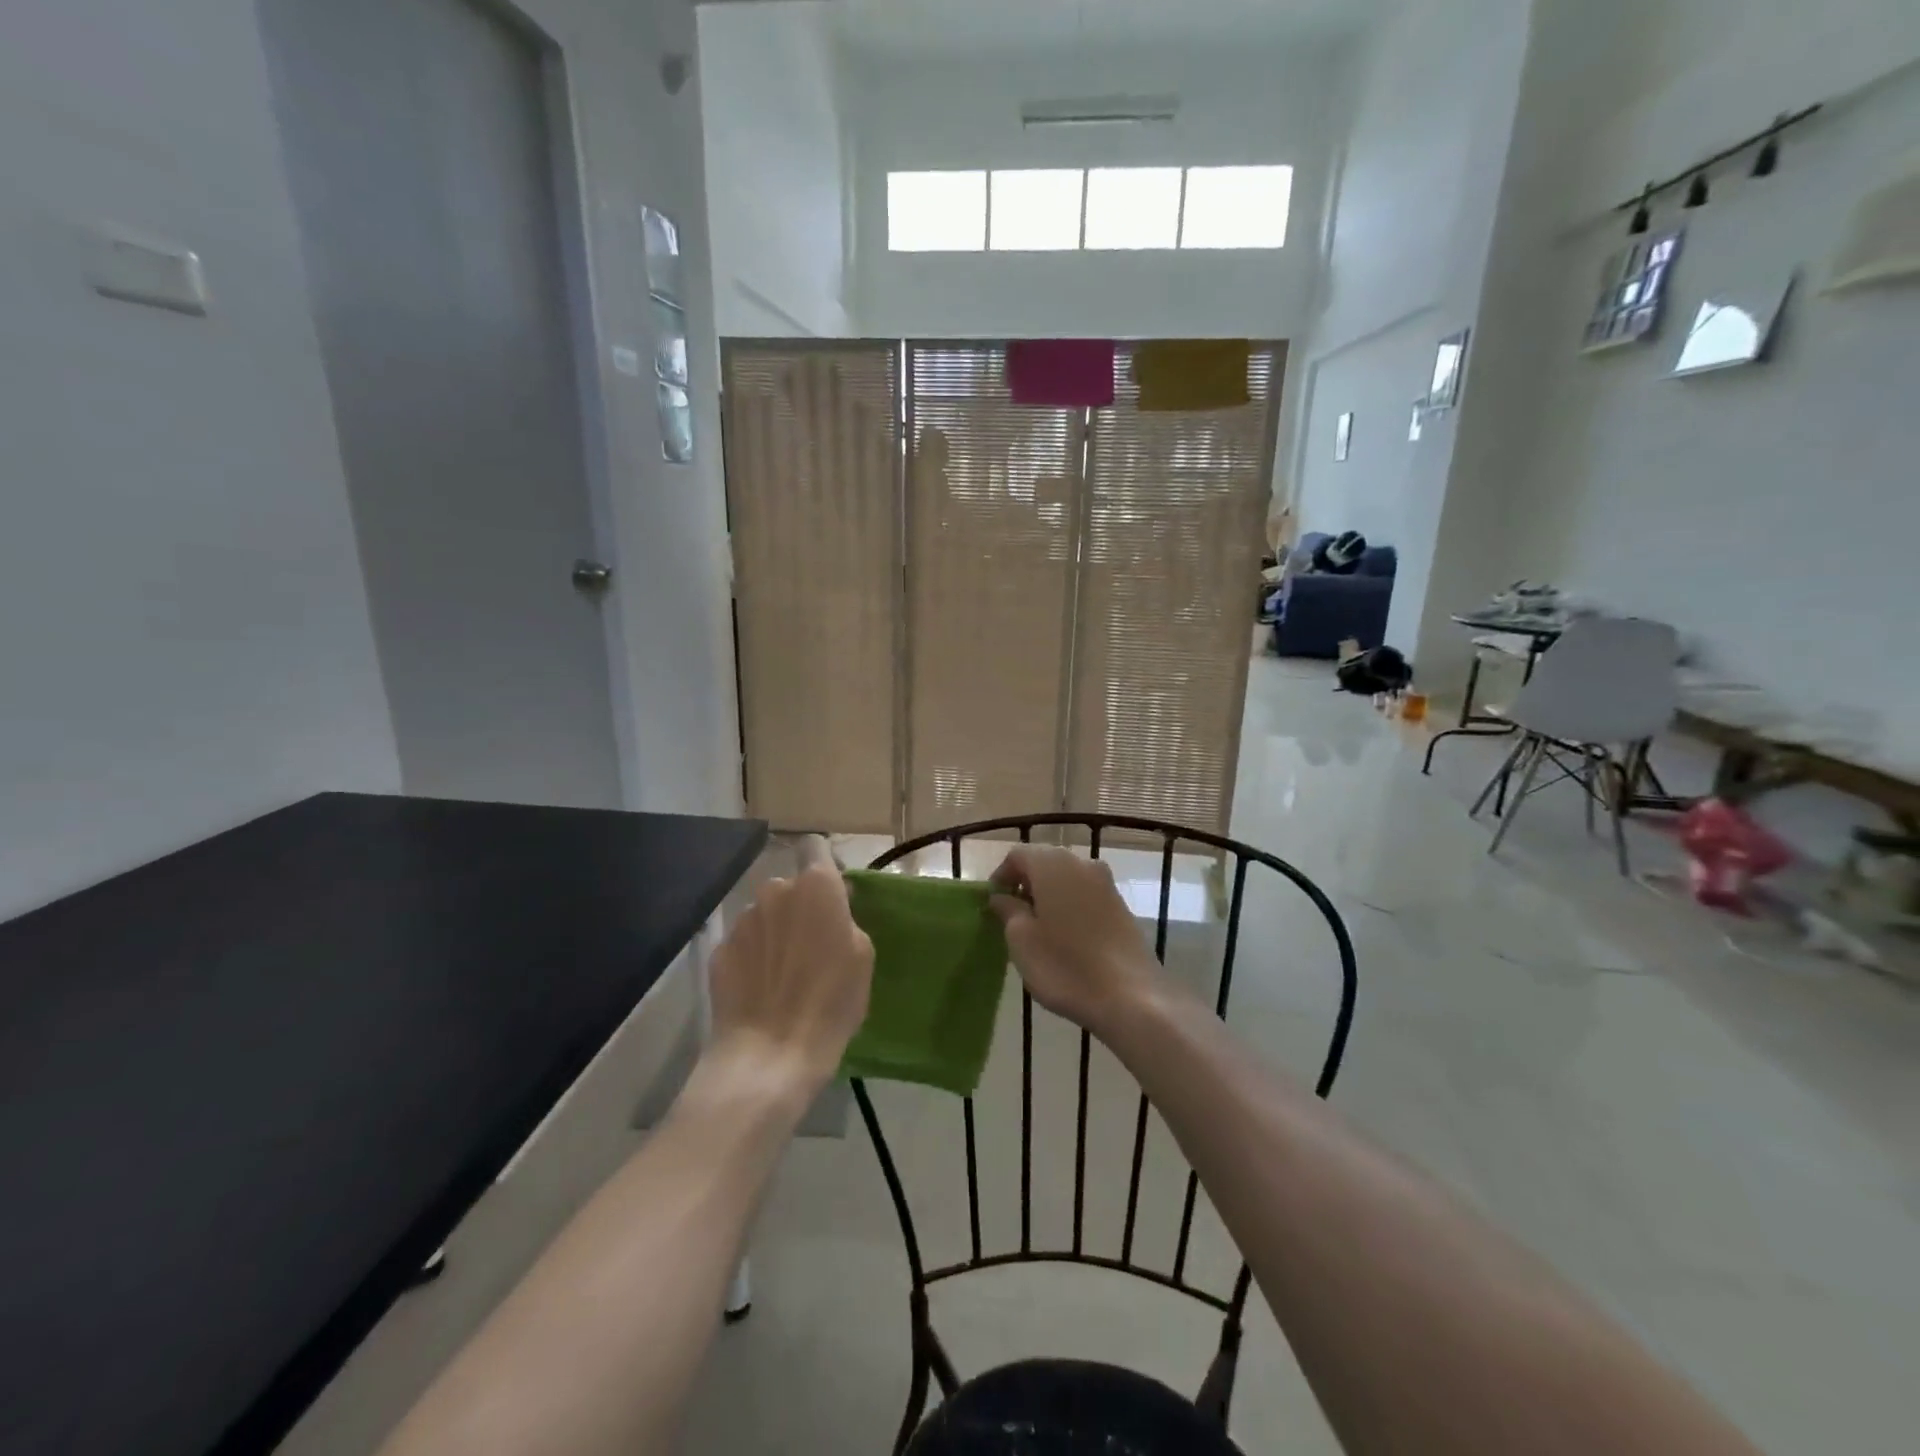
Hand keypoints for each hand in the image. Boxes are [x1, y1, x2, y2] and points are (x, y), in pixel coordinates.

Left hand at [704, 861, 873, 1101]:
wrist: (771, 1053)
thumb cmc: (832, 1001)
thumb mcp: (862, 956)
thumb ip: (845, 919)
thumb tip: (832, 910)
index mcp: (816, 886)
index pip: (815, 847)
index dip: (824, 866)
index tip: (833, 894)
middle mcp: (774, 892)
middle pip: (789, 887)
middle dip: (799, 907)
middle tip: (811, 944)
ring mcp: (742, 920)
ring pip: (764, 915)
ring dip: (774, 931)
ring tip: (782, 973)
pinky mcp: (719, 950)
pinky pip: (743, 944)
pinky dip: (752, 957)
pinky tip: (760, 990)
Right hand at [988, 846, 1161, 1034]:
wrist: (1130, 997)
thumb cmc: (1064, 965)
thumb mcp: (1021, 940)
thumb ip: (1008, 911)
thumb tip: (1002, 897)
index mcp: (1053, 864)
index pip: (1017, 854)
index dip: (1001, 876)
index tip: (993, 905)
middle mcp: (1082, 863)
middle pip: (1044, 862)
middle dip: (1025, 884)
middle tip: (1012, 916)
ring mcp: (1106, 883)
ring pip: (1067, 879)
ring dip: (1048, 895)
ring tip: (1038, 929)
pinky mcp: (1122, 906)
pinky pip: (1086, 895)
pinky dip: (1070, 906)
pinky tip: (1065, 937)